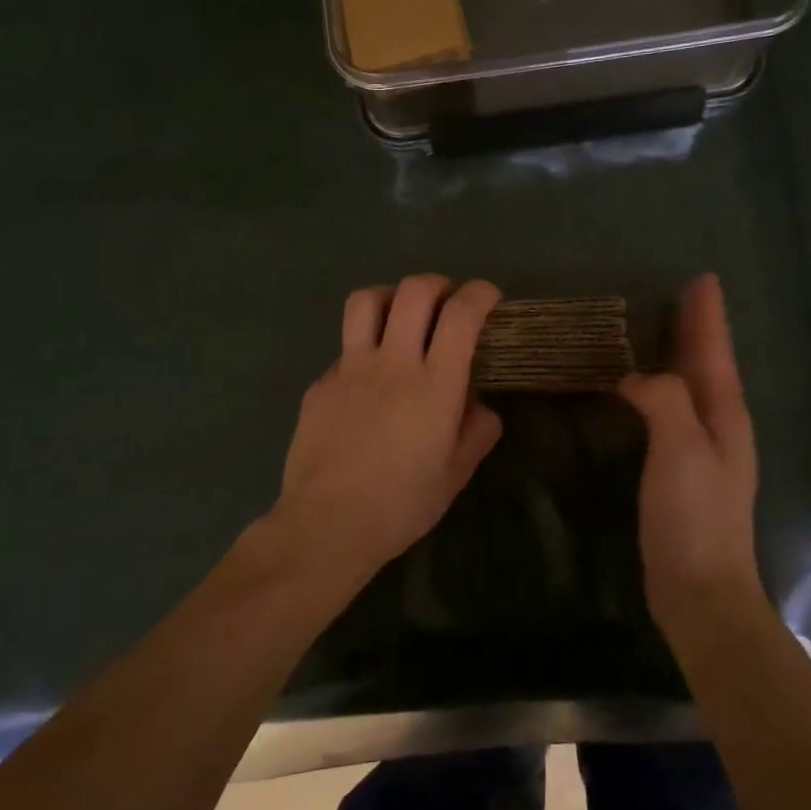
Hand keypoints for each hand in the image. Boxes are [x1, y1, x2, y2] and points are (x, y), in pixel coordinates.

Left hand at [272, 274, 504, 582]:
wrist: (327, 525)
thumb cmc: (401, 505)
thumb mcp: (455, 474)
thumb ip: (477, 431)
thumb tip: (479, 404)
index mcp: (434, 385)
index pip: (461, 314)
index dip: (480, 293)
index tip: (489, 298)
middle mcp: (392, 363)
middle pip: (414, 291)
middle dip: (438, 285)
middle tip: (447, 303)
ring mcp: (350, 369)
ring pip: (367, 301)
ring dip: (392, 297)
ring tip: (401, 316)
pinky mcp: (321, 383)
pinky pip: (346, 348)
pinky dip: (365, 349)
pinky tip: (368, 382)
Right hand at [620, 274, 761, 629]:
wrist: (700, 590)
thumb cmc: (695, 516)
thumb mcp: (682, 448)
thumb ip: (664, 400)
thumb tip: (636, 379)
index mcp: (725, 415)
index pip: (715, 353)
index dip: (709, 316)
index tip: (703, 279)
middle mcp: (719, 427)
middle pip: (707, 365)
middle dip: (698, 329)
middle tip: (683, 294)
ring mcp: (701, 451)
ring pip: (690, 388)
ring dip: (681, 355)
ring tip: (662, 329)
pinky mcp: (679, 471)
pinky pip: (671, 412)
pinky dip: (660, 389)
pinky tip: (641, 390)